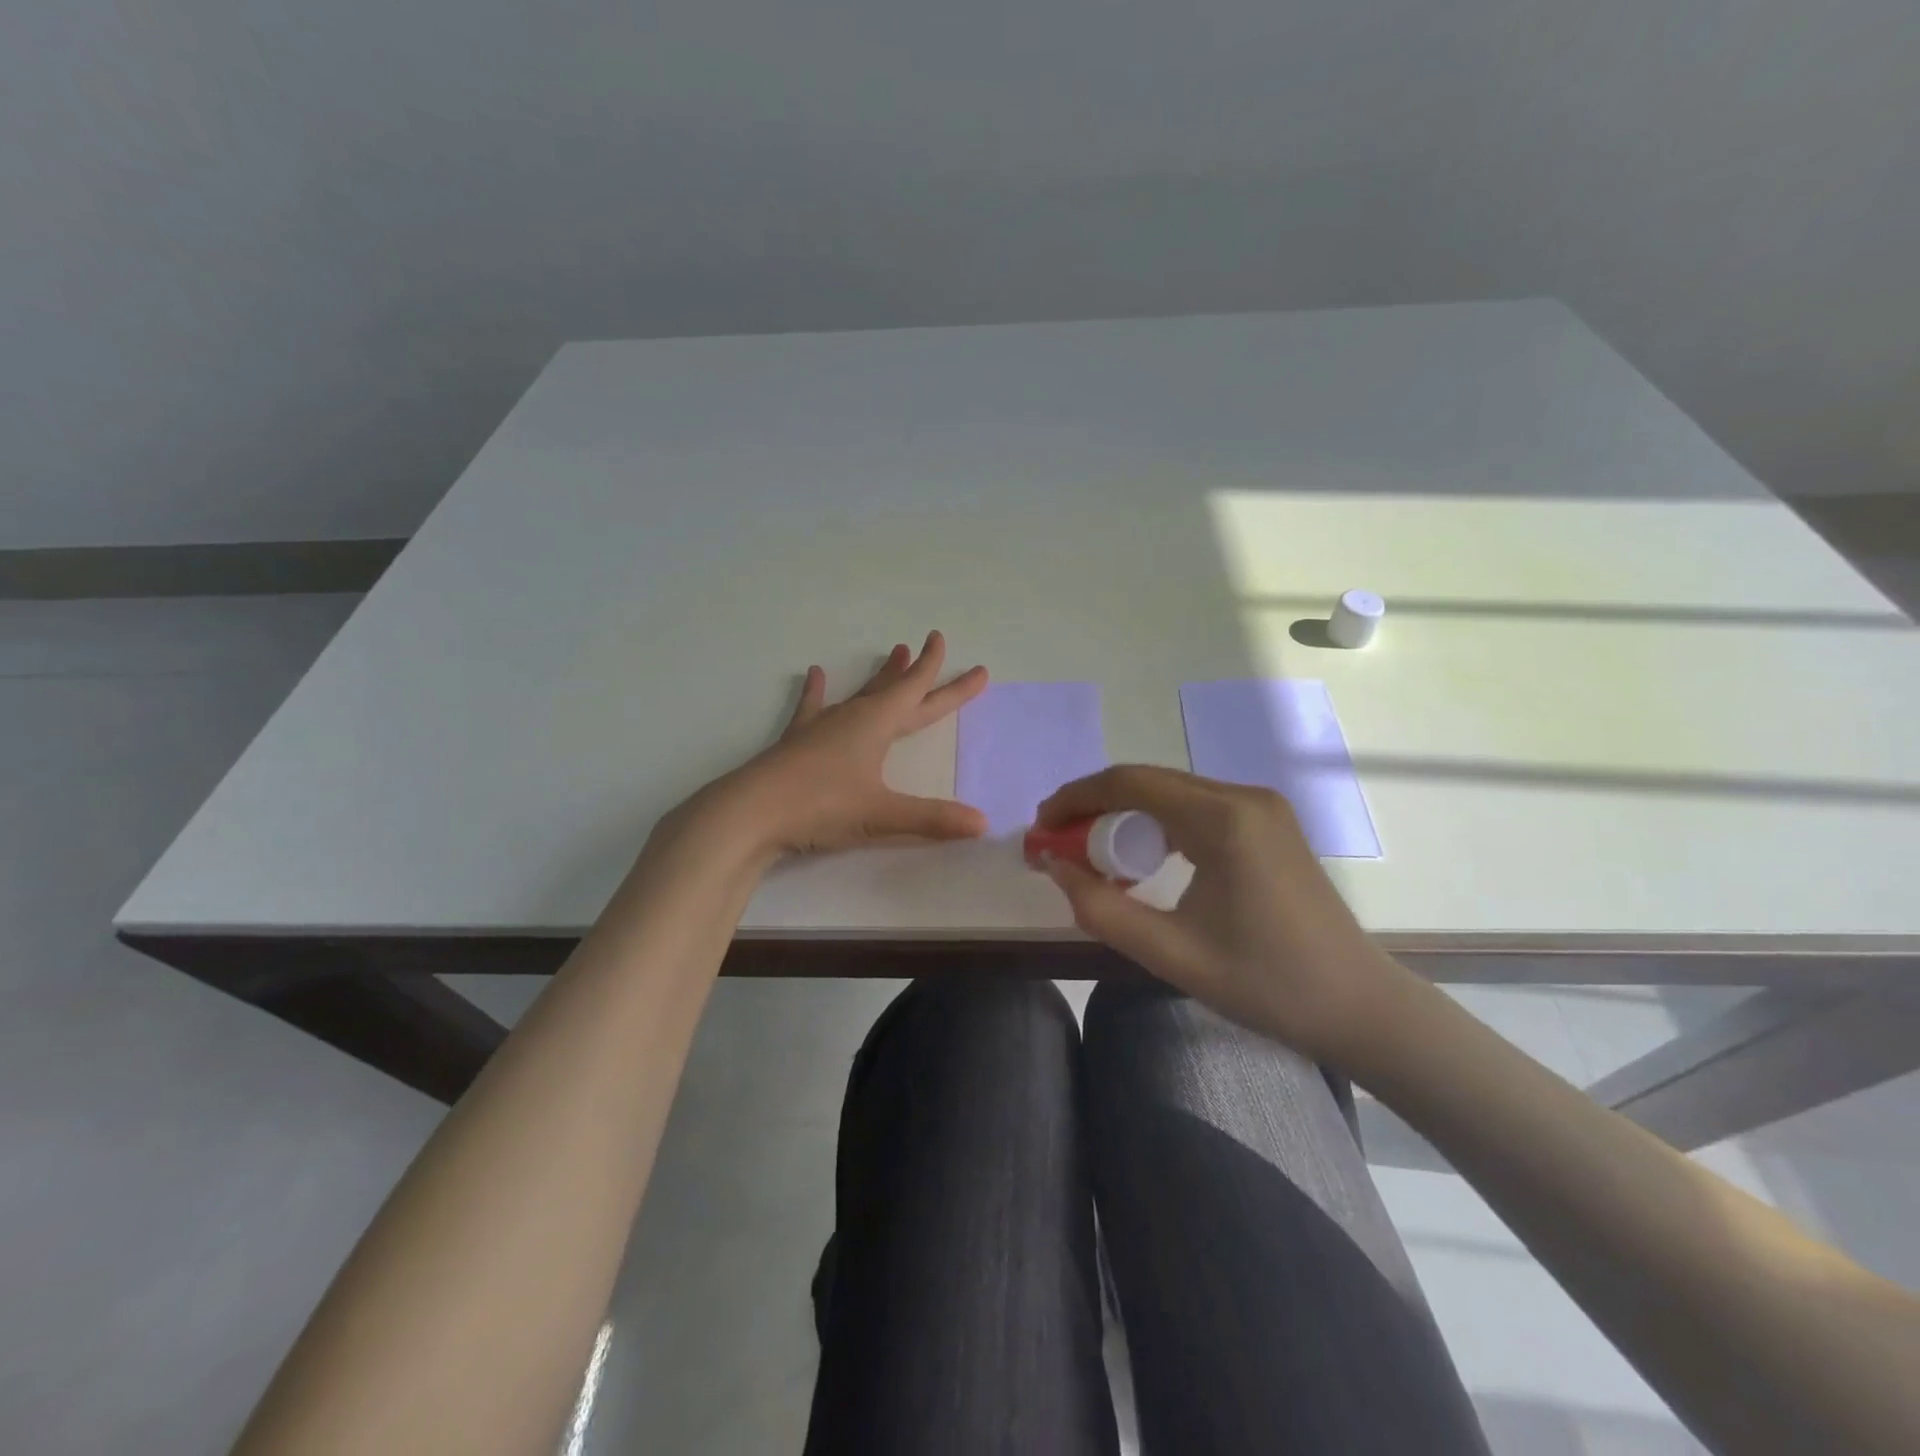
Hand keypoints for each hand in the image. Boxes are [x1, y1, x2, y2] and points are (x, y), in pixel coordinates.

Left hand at [660, 631, 989, 862]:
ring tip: (893, 652)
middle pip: (896, 690)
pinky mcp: (797, 741)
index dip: (947, 680)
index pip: (920, 694)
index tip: (966, 659)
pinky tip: (816, 674)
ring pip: (860, 693)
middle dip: (921, 671)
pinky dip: (817, 692)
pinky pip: (812, 708)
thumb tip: (982, 823)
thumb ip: (933, 818)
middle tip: (935, 644)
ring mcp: (822, 726)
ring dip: (880, 676)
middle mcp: (853, 717)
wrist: (750, 812)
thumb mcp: (881, 815)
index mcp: (877, 725)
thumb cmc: (821, 806)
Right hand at [1035, 765, 1410, 1062]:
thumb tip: (1055, 867)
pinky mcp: (1268, 824)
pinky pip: (1196, 808)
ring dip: (1125, 814)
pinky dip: (1157, 824)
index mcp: (1224, 819)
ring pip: (1171, 793)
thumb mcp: (1171, 953)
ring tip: (1090, 850)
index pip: (1130, 783)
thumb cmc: (1265, 984)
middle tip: (1058, 842)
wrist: (1359, 1006)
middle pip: (1149, 781)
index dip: (1076, 798)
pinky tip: (1141, 857)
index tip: (1042, 827)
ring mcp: (1261, 807)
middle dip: (1095, 805)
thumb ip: (1101, 909)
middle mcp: (1243, 797)